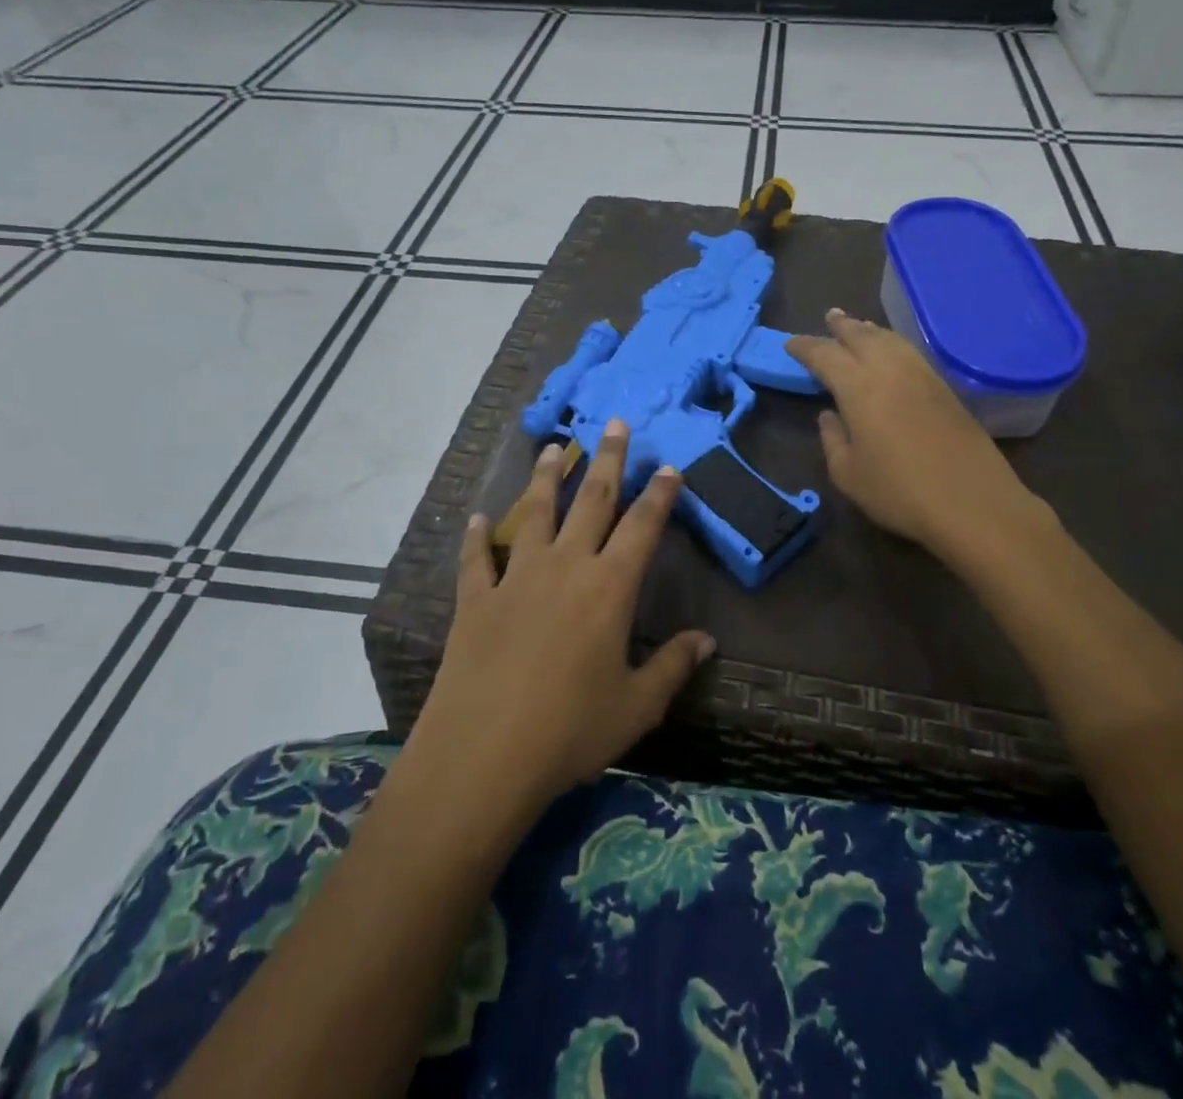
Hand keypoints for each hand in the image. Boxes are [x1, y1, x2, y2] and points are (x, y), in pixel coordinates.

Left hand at [406, 422, 714, 821]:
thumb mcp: (636, 706)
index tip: (668, 466)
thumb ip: (674, 666)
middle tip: (614, 424)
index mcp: (609, 588)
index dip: (659, 495)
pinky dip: (477, 536)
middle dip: (607, 459)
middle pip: (591, 501)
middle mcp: (565, 567)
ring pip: (535, 513)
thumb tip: (707, 641)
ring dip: (547, 478)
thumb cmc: (570, 731)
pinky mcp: (475, 600)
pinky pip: (476, 558)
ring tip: (554, 448)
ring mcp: (516, 578)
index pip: (642, 527)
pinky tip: (476, 518)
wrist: (482, 757)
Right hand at [788, 309, 1050, 563]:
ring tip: (858, 326)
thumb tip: (829, 415)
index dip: (805, 347)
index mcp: (858, 388)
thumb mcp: (848, 475)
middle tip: (829, 317)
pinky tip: (891, 351)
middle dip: (842, 325)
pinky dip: (892, 343)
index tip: (791, 344)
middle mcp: (889, 370)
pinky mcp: (945, 388)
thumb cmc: (900, 492)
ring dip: (869, 330)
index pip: (825, 355)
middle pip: (861, 336)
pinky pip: (910, 352)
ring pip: (890, 340)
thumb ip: (832, 440)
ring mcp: (922, 376)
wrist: (973, 503)